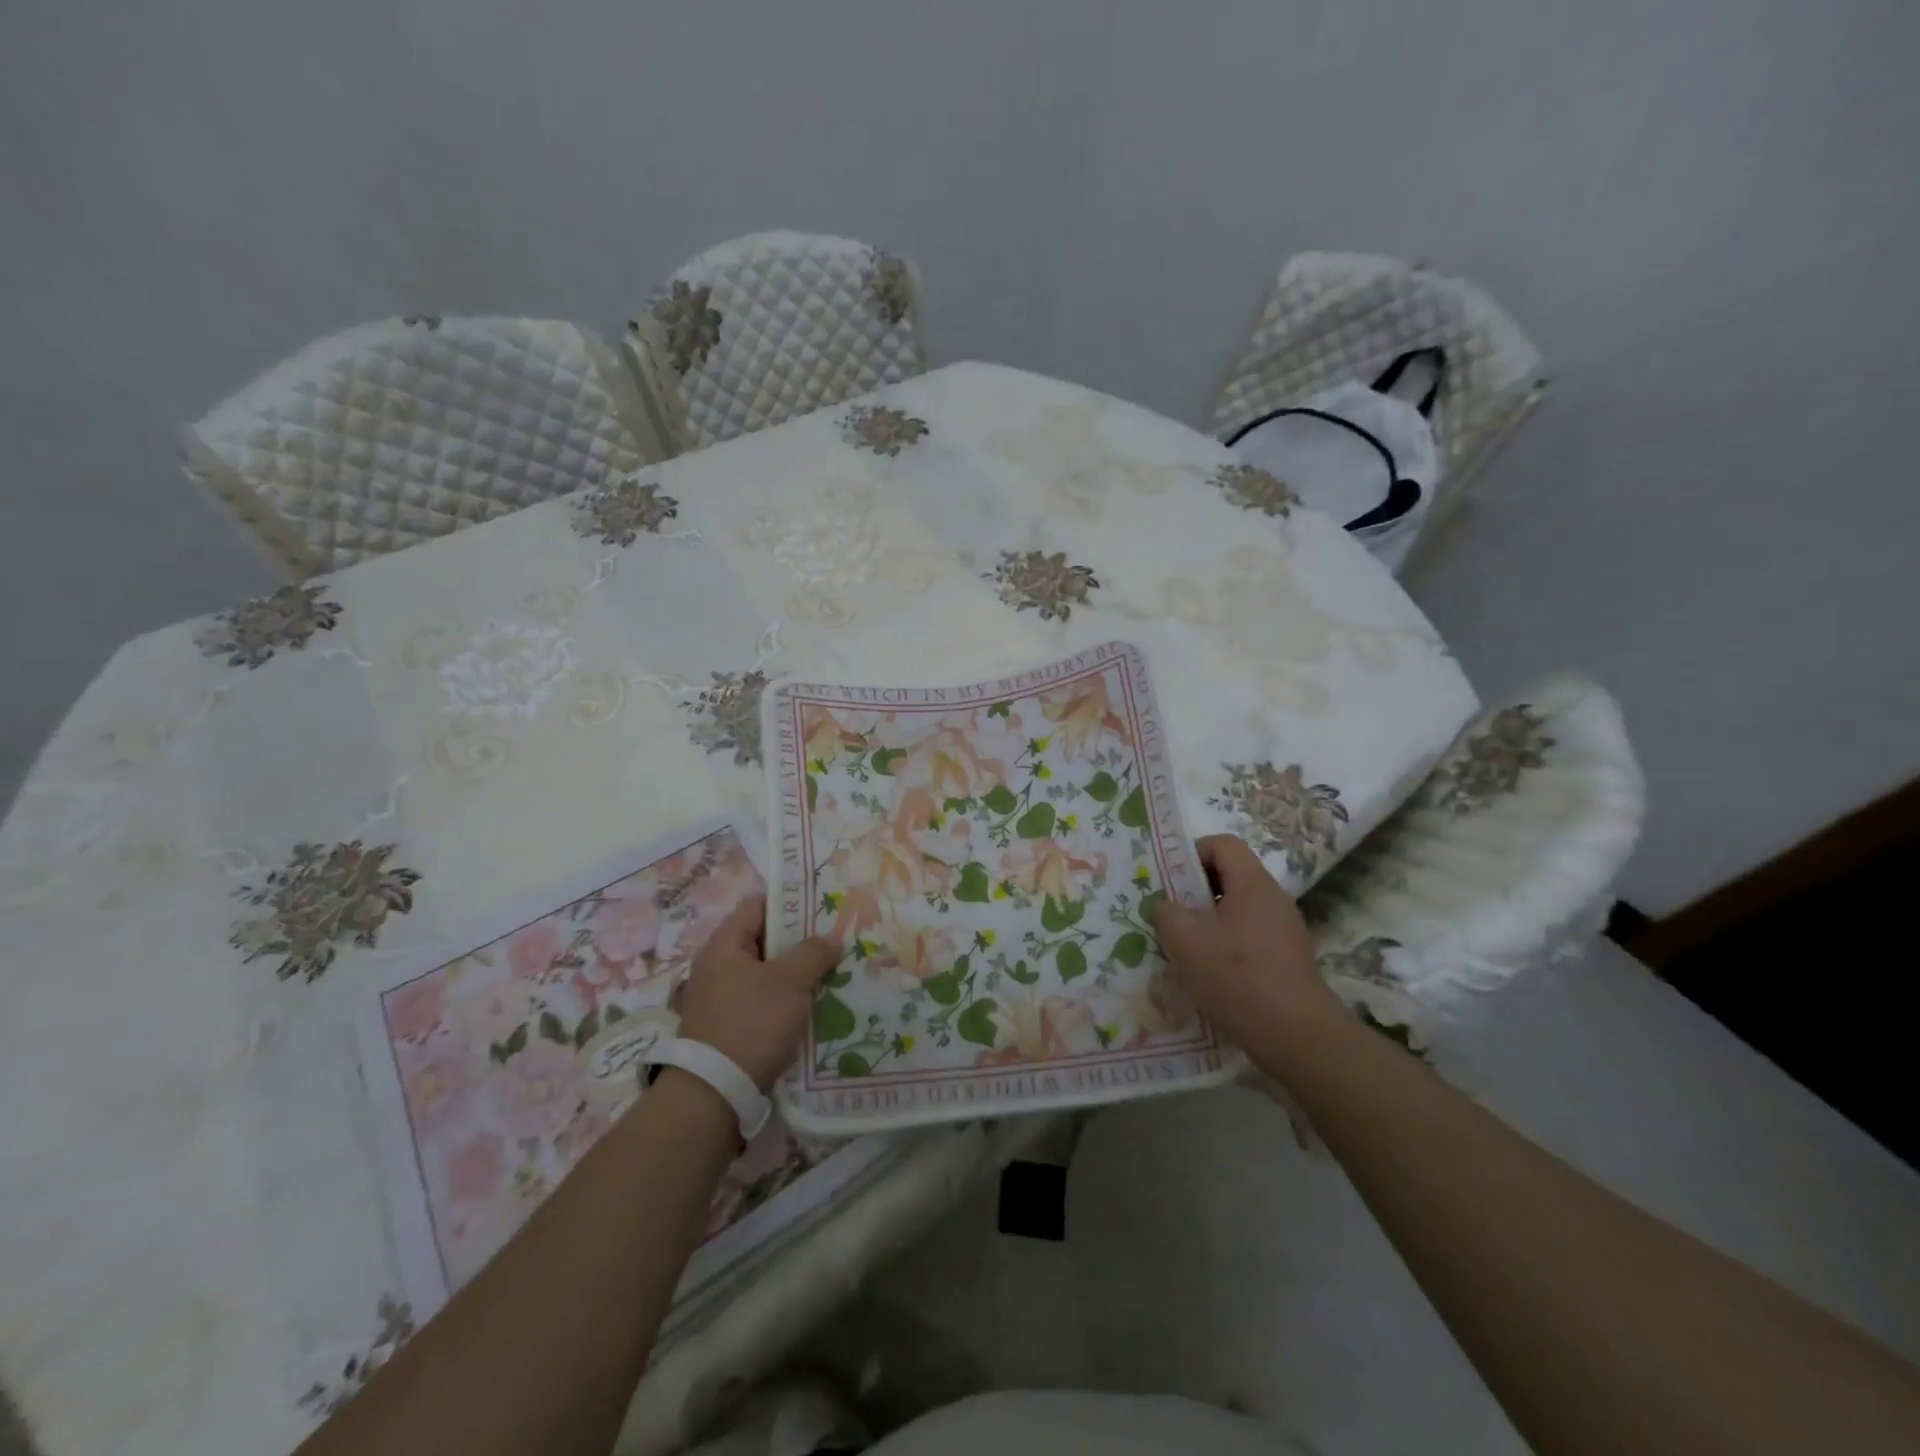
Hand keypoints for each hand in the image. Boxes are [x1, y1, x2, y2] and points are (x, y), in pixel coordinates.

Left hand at [677, 898, 840, 1091]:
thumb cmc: (752, 1023)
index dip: (790, 901)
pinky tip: (812, 1005)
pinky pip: (762, 999)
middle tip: (834, 941)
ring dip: (795, 973)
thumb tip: (830, 939)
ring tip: (830, 972)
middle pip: (763, 939)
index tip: (822, 906)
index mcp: (724, 944)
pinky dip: (784, 998)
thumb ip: (813, 953)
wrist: (715, 1092)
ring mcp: (720, 997)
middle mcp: (717, 965)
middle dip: (799, 941)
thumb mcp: (790, 982)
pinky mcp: (728, 1025)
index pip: (758, 905)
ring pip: (766, 973)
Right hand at [1147, 835, 1343, 1062]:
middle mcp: (1273, 899)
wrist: (1298, 1037)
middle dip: (1195, 890)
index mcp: (1252, 883)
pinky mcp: (1287, 959)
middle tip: (1169, 914)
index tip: (1169, 880)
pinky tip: (1209, 973)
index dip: (1191, 852)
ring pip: (1237, 909)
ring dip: (1208, 921)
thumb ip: (1166, 912)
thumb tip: (1165, 905)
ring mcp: (1284, 930)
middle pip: (1230, 876)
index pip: (1222, 844)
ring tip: (1184, 947)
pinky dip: (1226, 945)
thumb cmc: (1237, 978)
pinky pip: (1249, 936)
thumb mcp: (1185, 941)